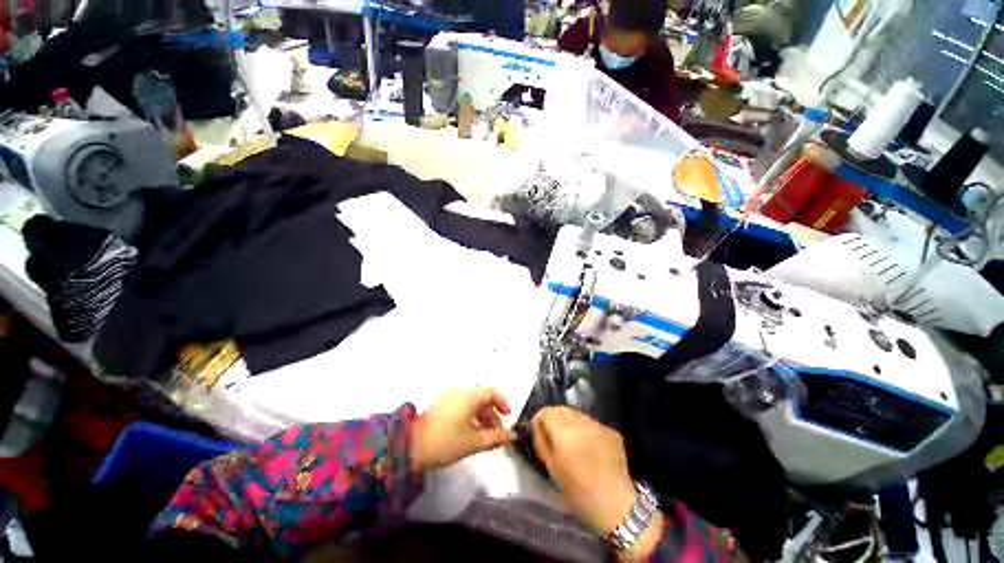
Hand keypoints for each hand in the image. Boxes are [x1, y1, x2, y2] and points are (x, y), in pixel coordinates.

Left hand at [410, 388, 514, 472]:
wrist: (410, 447)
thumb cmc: (445, 442)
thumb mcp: (473, 442)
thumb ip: (494, 438)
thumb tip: (511, 436)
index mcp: (469, 396)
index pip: (492, 392)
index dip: (502, 403)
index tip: (507, 419)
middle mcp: (459, 391)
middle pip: (482, 398)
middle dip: (492, 415)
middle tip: (496, 435)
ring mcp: (448, 397)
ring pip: (472, 403)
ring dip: (481, 417)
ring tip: (483, 437)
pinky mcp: (440, 405)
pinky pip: (461, 406)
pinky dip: (469, 417)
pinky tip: (469, 433)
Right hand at [531, 407, 636, 536]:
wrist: (614, 503)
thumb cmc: (577, 490)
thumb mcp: (551, 467)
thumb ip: (541, 441)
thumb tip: (537, 426)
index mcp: (564, 432)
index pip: (547, 411)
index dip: (540, 418)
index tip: (539, 429)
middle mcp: (581, 422)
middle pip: (562, 409)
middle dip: (555, 419)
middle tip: (555, 435)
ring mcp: (599, 425)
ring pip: (579, 415)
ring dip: (572, 423)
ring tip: (574, 442)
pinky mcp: (612, 431)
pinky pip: (593, 424)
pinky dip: (588, 431)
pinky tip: (591, 448)